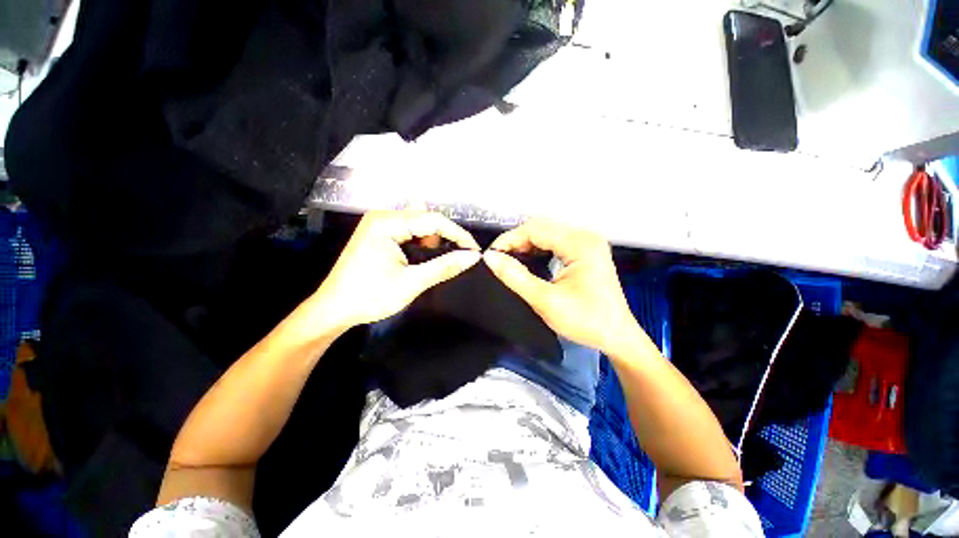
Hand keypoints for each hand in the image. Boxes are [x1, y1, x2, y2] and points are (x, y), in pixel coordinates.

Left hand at [312, 210, 480, 330]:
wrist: (334, 310)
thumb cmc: (370, 297)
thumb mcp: (411, 283)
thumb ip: (444, 267)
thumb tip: (473, 257)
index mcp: (387, 224)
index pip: (433, 220)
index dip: (458, 234)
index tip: (474, 250)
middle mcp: (382, 217)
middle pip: (426, 219)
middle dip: (444, 237)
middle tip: (454, 258)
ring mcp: (378, 224)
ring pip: (418, 224)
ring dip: (431, 240)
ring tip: (429, 261)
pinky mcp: (378, 233)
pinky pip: (408, 230)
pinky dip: (420, 242)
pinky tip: (418, 257)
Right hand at [483, 219, 644, 353]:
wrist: (617, 337)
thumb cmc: (586, 321)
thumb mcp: (546, 300)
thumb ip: (515, 277)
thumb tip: (490, 258)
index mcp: (580, 243)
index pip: (535, 229)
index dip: (509, 240)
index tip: (490, 256)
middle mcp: (585, 236)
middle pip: (541, 228)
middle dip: (516, 241)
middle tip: (499, 260)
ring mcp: (586, 243)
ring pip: (546, 234)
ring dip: (525, 245)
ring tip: (509, 261)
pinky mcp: (585, 251)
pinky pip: (554, 243)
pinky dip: (537, 250)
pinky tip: (527, 261)